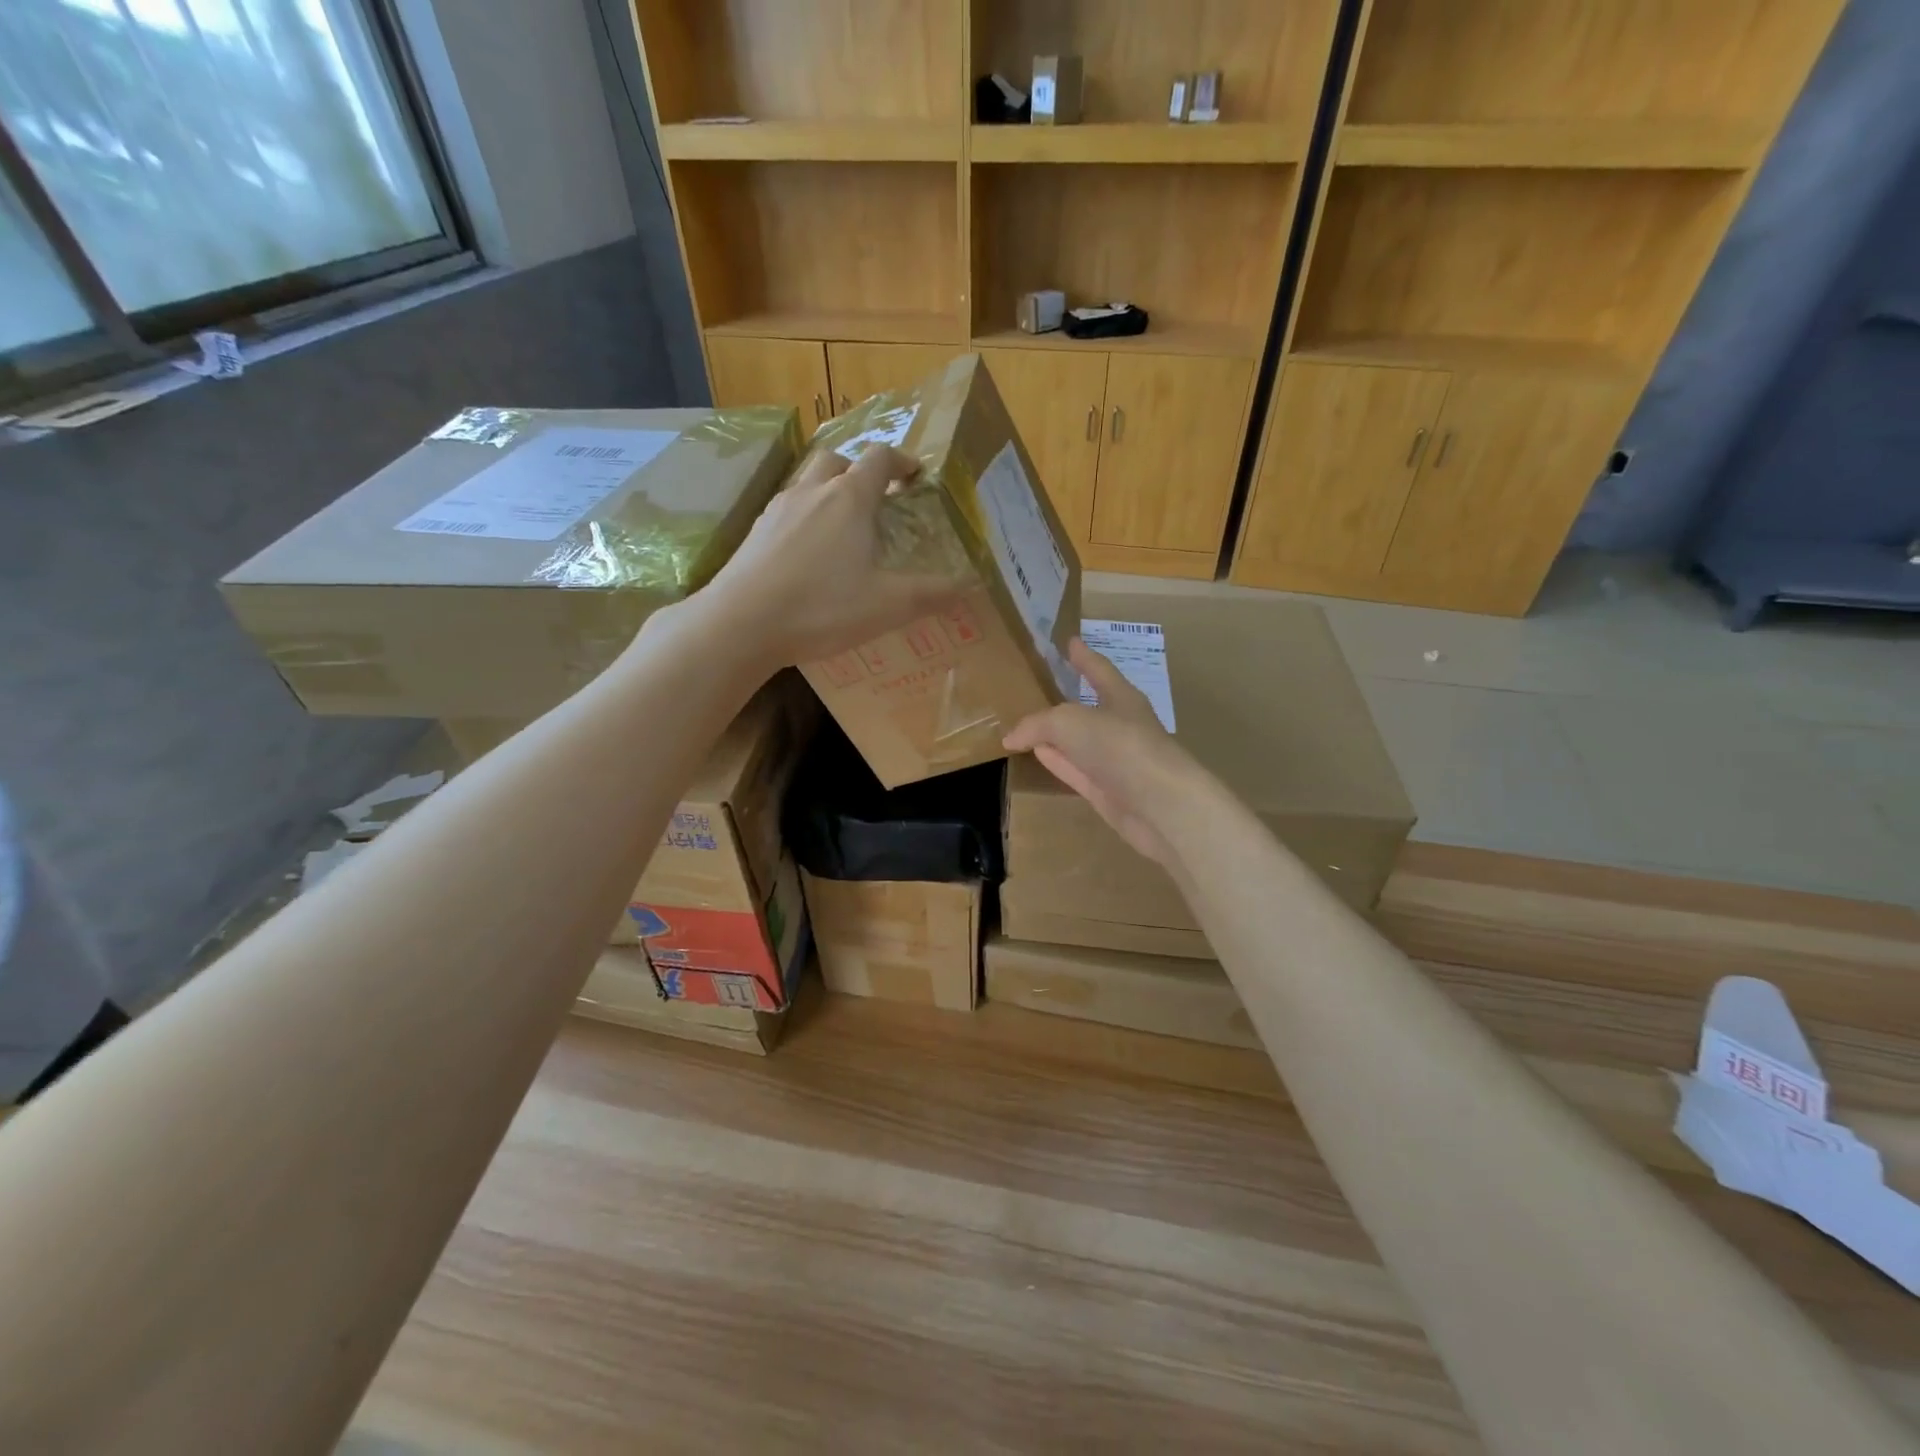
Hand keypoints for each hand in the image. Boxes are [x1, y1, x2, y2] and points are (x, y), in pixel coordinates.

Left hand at [698, 445, 959, 666]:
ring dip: (829, 493)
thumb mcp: (888, 605)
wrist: (741, 623)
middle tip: (877, 499)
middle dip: (860, 471)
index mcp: (849, 499)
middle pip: (837, 460)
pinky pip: (786, 511)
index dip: (901, 461)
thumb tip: (967, 586)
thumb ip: (931, 594)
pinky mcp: (754, 534)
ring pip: (807, 483)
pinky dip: (804, 519)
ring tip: (843, 528)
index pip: (879, 458)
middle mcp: (812, 492)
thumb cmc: (822, 607)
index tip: (916, 476)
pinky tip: (807, 555)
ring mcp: (777, 510)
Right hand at [1003, 638, 1204, 867]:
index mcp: (1121, 697)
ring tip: (1026, 725)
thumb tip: (1011, 737)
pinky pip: (1074, 770)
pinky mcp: (1107, 791)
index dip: (1083, 655)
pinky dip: (1056, 761)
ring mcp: (1114, 760)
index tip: (1070, 641)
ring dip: (1054, 735)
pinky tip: (1037, 755)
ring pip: (1077, 742)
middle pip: (1086, 707)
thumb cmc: (1119, 746)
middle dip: (1064, 698)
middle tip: (1036, 687)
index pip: (1098, 669)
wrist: (1160, 805)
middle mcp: (1120, 726)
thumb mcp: (1069, 722)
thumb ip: (1037, 724)